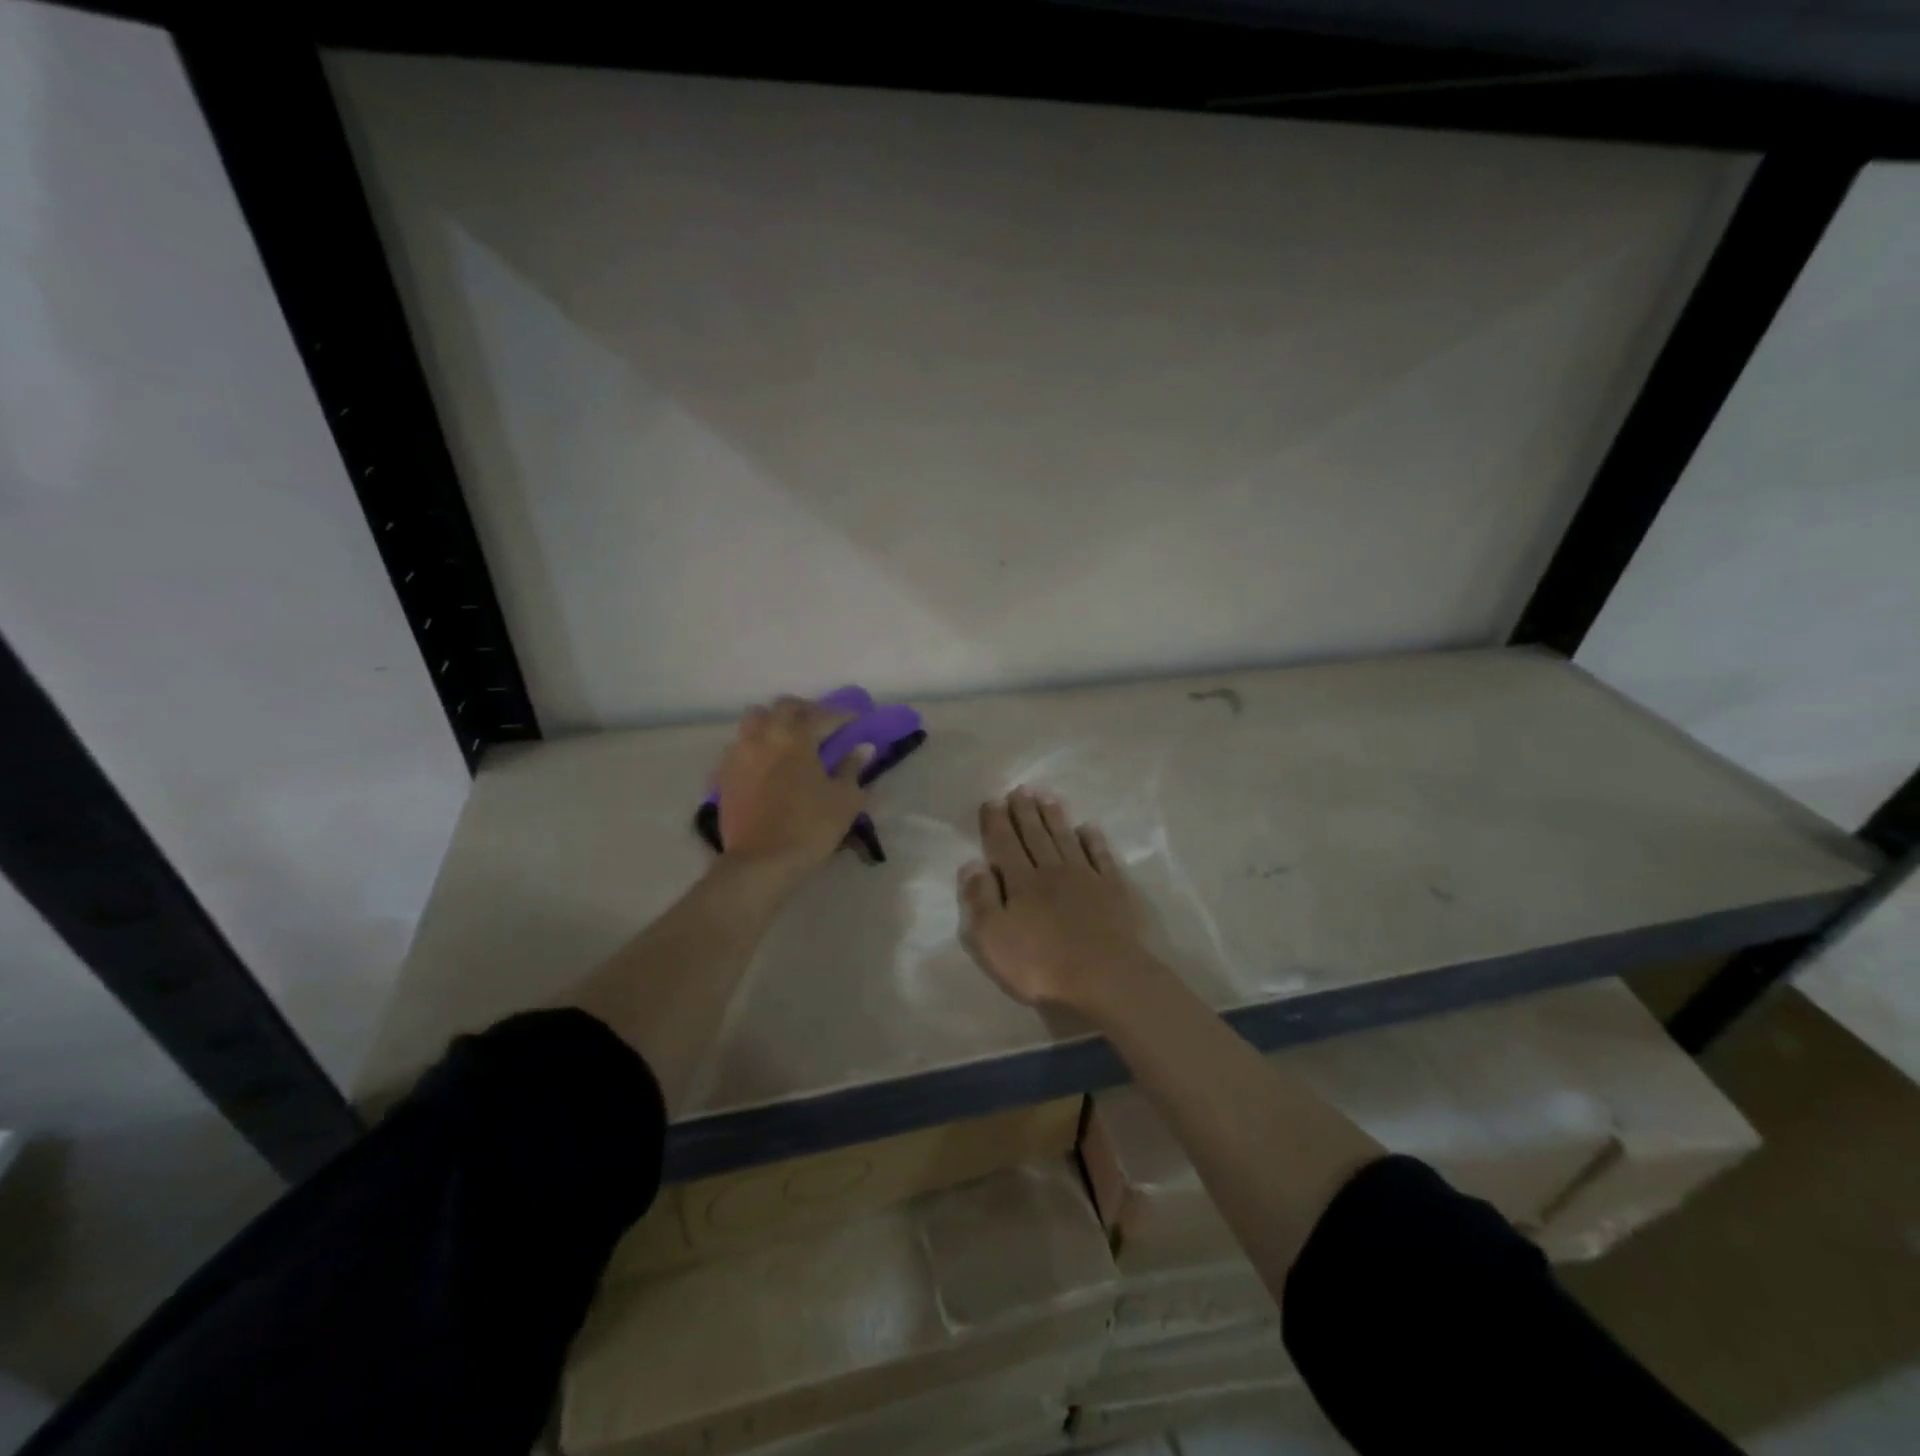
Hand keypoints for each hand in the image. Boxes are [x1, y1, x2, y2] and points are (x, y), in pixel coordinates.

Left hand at [715, 697, 871, 877]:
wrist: (760, 863)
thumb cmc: (809, 828)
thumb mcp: (844, 800)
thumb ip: (853, 768)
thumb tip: (862, 748)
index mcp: (795, 737)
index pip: (822, 715)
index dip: (842, 715)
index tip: (855, 720)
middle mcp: (764, 735)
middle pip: (783, 707)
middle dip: (805, 711)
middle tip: (821, 725)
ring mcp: (739, 753)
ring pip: (755, 720)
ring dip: (774, 722)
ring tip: (789, 739)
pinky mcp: (724, 774)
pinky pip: (740, 745)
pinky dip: (756, 745)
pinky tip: (767, 762)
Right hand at [958, 787, 1154, 1011]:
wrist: (1105, 977)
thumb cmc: (1041, 965)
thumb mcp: (994, 938)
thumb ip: (980, 899)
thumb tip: (972, 864)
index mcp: (1021, 882)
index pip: (1004, 845)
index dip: (996, 823)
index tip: (992, 802)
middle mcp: (1052, 871)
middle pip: (1035, 835)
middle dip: (1025, 811)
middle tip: (1020, 790)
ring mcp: (1086, 877)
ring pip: (1065, 839)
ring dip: (1054, 817)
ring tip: (1046, 797)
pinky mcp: (1113, 890)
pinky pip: (1100, 856)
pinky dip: (1093, 840)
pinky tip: (1087, 829)